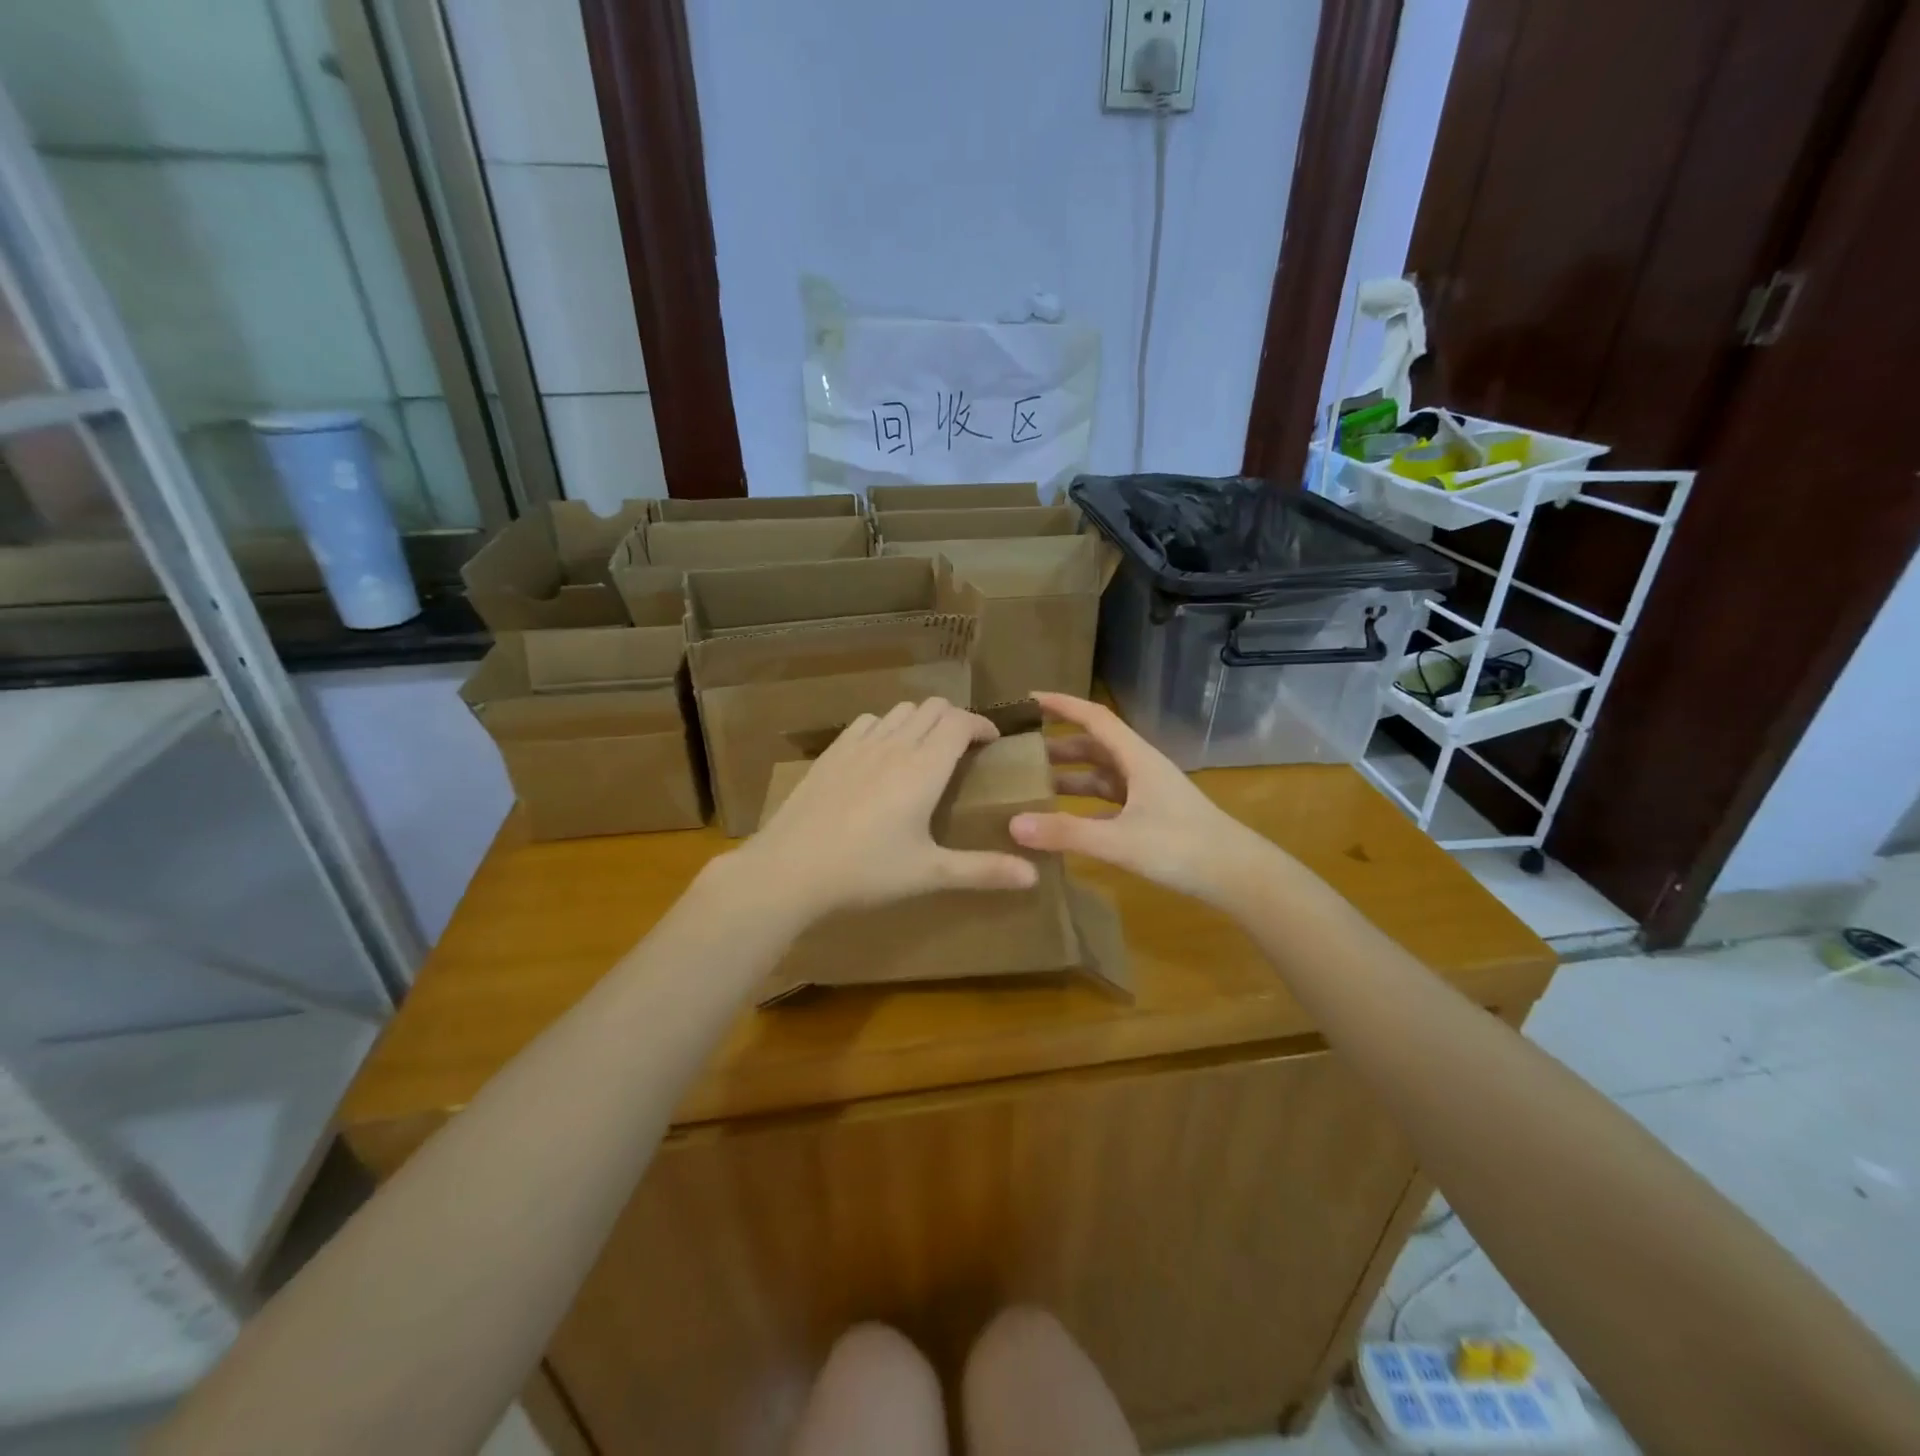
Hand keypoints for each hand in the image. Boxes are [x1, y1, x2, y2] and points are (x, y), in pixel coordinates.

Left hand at [737, 698, 1037, 919]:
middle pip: (931, 707)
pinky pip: (867, 722)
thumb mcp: (929, 874)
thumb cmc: (866, 871)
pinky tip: (881, 753)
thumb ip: (982, 870)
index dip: (981, 724)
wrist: (790, 869)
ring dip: (920, 720)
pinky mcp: (831, 753)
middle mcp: (894, 746)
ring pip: (899, 711)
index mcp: (924, 768)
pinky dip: (886, 726)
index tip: (992, 741)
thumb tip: (1033, 876)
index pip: (959, 722)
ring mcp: (858, 745)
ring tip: (925, 748)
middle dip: (954, 718)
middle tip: (964, 746)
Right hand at [1009, 692, 1276, 906]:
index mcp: (1136, 758)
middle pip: (1093, 746)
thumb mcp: (1119, 841)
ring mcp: (1147, 794)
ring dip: (1068, 776)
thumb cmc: (1182, 848)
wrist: (1238, 876)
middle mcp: (1140, 768)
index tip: (1028, 699)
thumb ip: (1067, 833)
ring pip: (1100, 775)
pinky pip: (1108, 802)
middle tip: (1018, 751)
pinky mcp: (1150, 818)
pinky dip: (1083, 806)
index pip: (1094, 718)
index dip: (1062, 705)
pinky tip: (1062, 821)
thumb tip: (1013, 824)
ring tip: (1031, 785)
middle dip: (1056, 745)